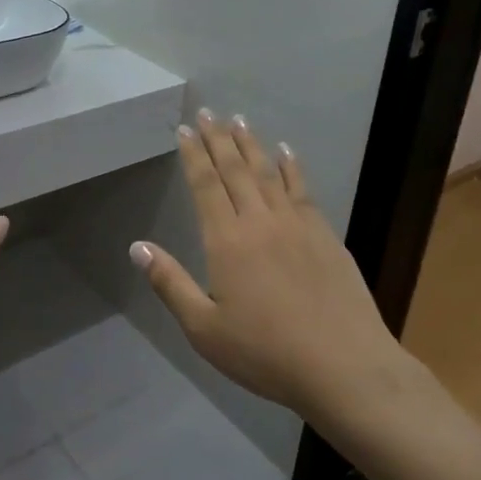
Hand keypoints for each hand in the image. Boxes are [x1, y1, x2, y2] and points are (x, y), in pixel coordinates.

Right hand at [131, 110, 405, 421]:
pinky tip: (286, 152)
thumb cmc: (265, 353)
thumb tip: (137, 247)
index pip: (205, 185)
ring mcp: (296, 224)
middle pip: (235, 170)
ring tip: (239, 120)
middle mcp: (260, 221)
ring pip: (268, 173)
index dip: (193, 155)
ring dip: (251, 144)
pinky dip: (291, 166)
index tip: (184, 130)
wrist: (343, 366)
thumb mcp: (204, 329)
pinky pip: (302, 189)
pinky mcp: (325, 234)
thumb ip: (170, 284)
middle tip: (208, 113)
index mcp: (227, 241)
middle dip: (219, 139)